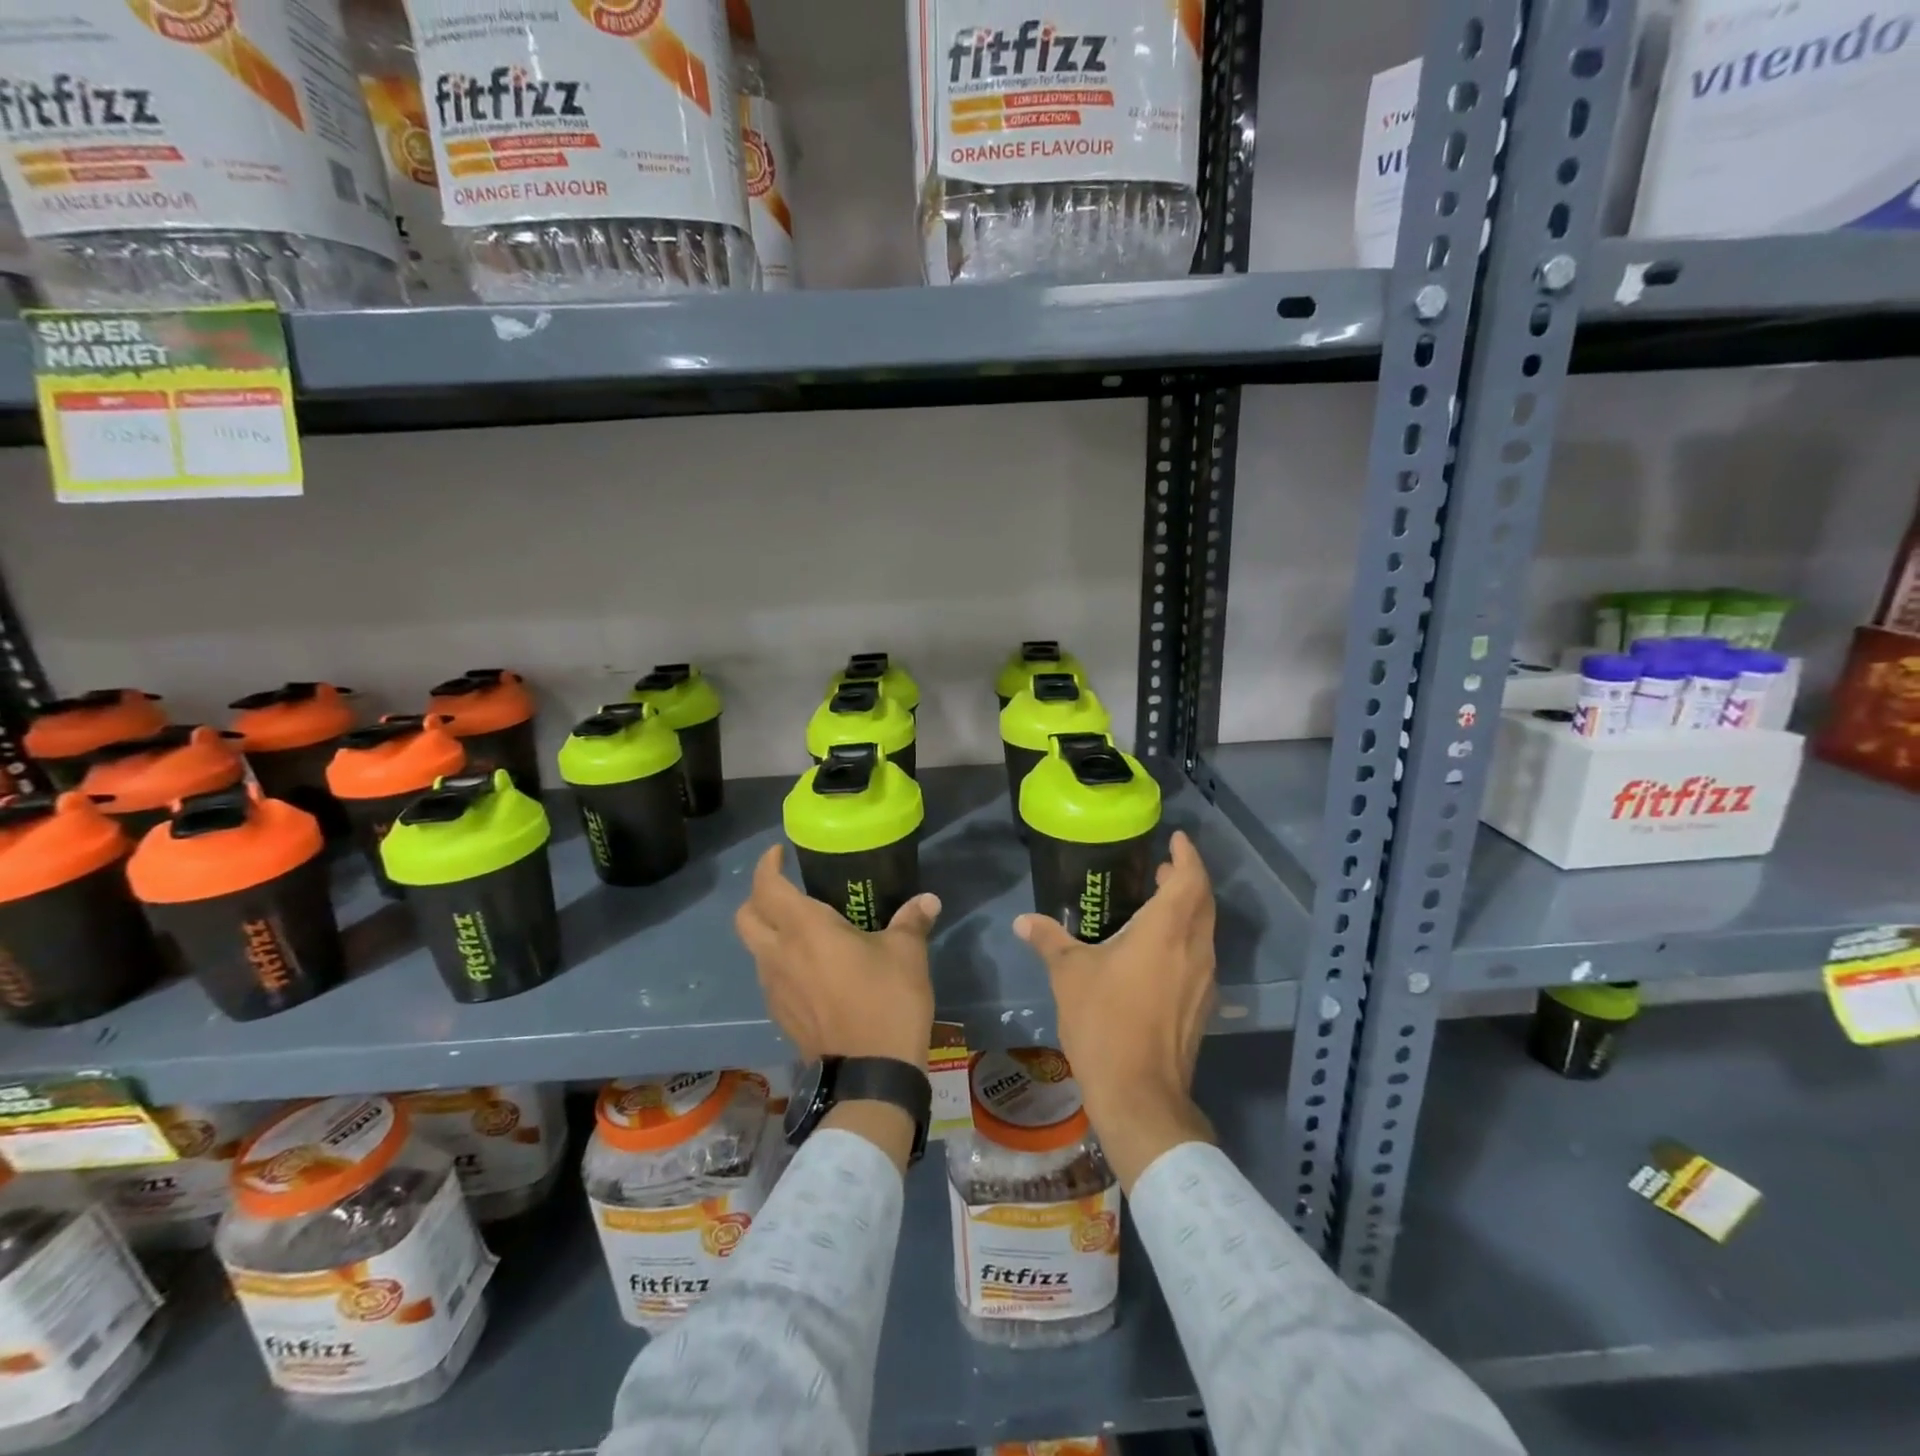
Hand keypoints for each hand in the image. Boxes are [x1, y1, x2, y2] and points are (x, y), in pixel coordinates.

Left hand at [734, 844, 940, 1070]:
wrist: (871, 1074)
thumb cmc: (887, 1001)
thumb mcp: (907, 954)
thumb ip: (912, 921)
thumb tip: (928, 900)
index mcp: (805, 930)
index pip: (768, 887)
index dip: (768, 865)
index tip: (780, 853)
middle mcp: (779, 955)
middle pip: (746, 917)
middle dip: (758, 897)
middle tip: (786, 889)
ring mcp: (774, 988)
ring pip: (755, 949)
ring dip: (768, 932)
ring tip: (802, 930)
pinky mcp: (779, 1015)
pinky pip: (769, 976)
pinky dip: (780, 962)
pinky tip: (810, 968)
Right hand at [1014, 831, 1217, 1191]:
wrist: (1140, 1095)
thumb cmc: (1105, 1022)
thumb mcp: (1069, 975)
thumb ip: (1049, 940)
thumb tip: (1023, 921)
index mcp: (1167, 931)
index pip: (1190, 879)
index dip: (1187, 855)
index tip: (1176, 839)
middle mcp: (1194, 949)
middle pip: (1203, 902)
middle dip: (1186, 879)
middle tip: (1162, 868)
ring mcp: (1203, 980)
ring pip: (1204, 930)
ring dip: (1187, 910)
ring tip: (1158, 903)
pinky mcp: (1202, 1006)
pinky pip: (1199, 956)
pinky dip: (1185, 939)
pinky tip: (1158, 951)